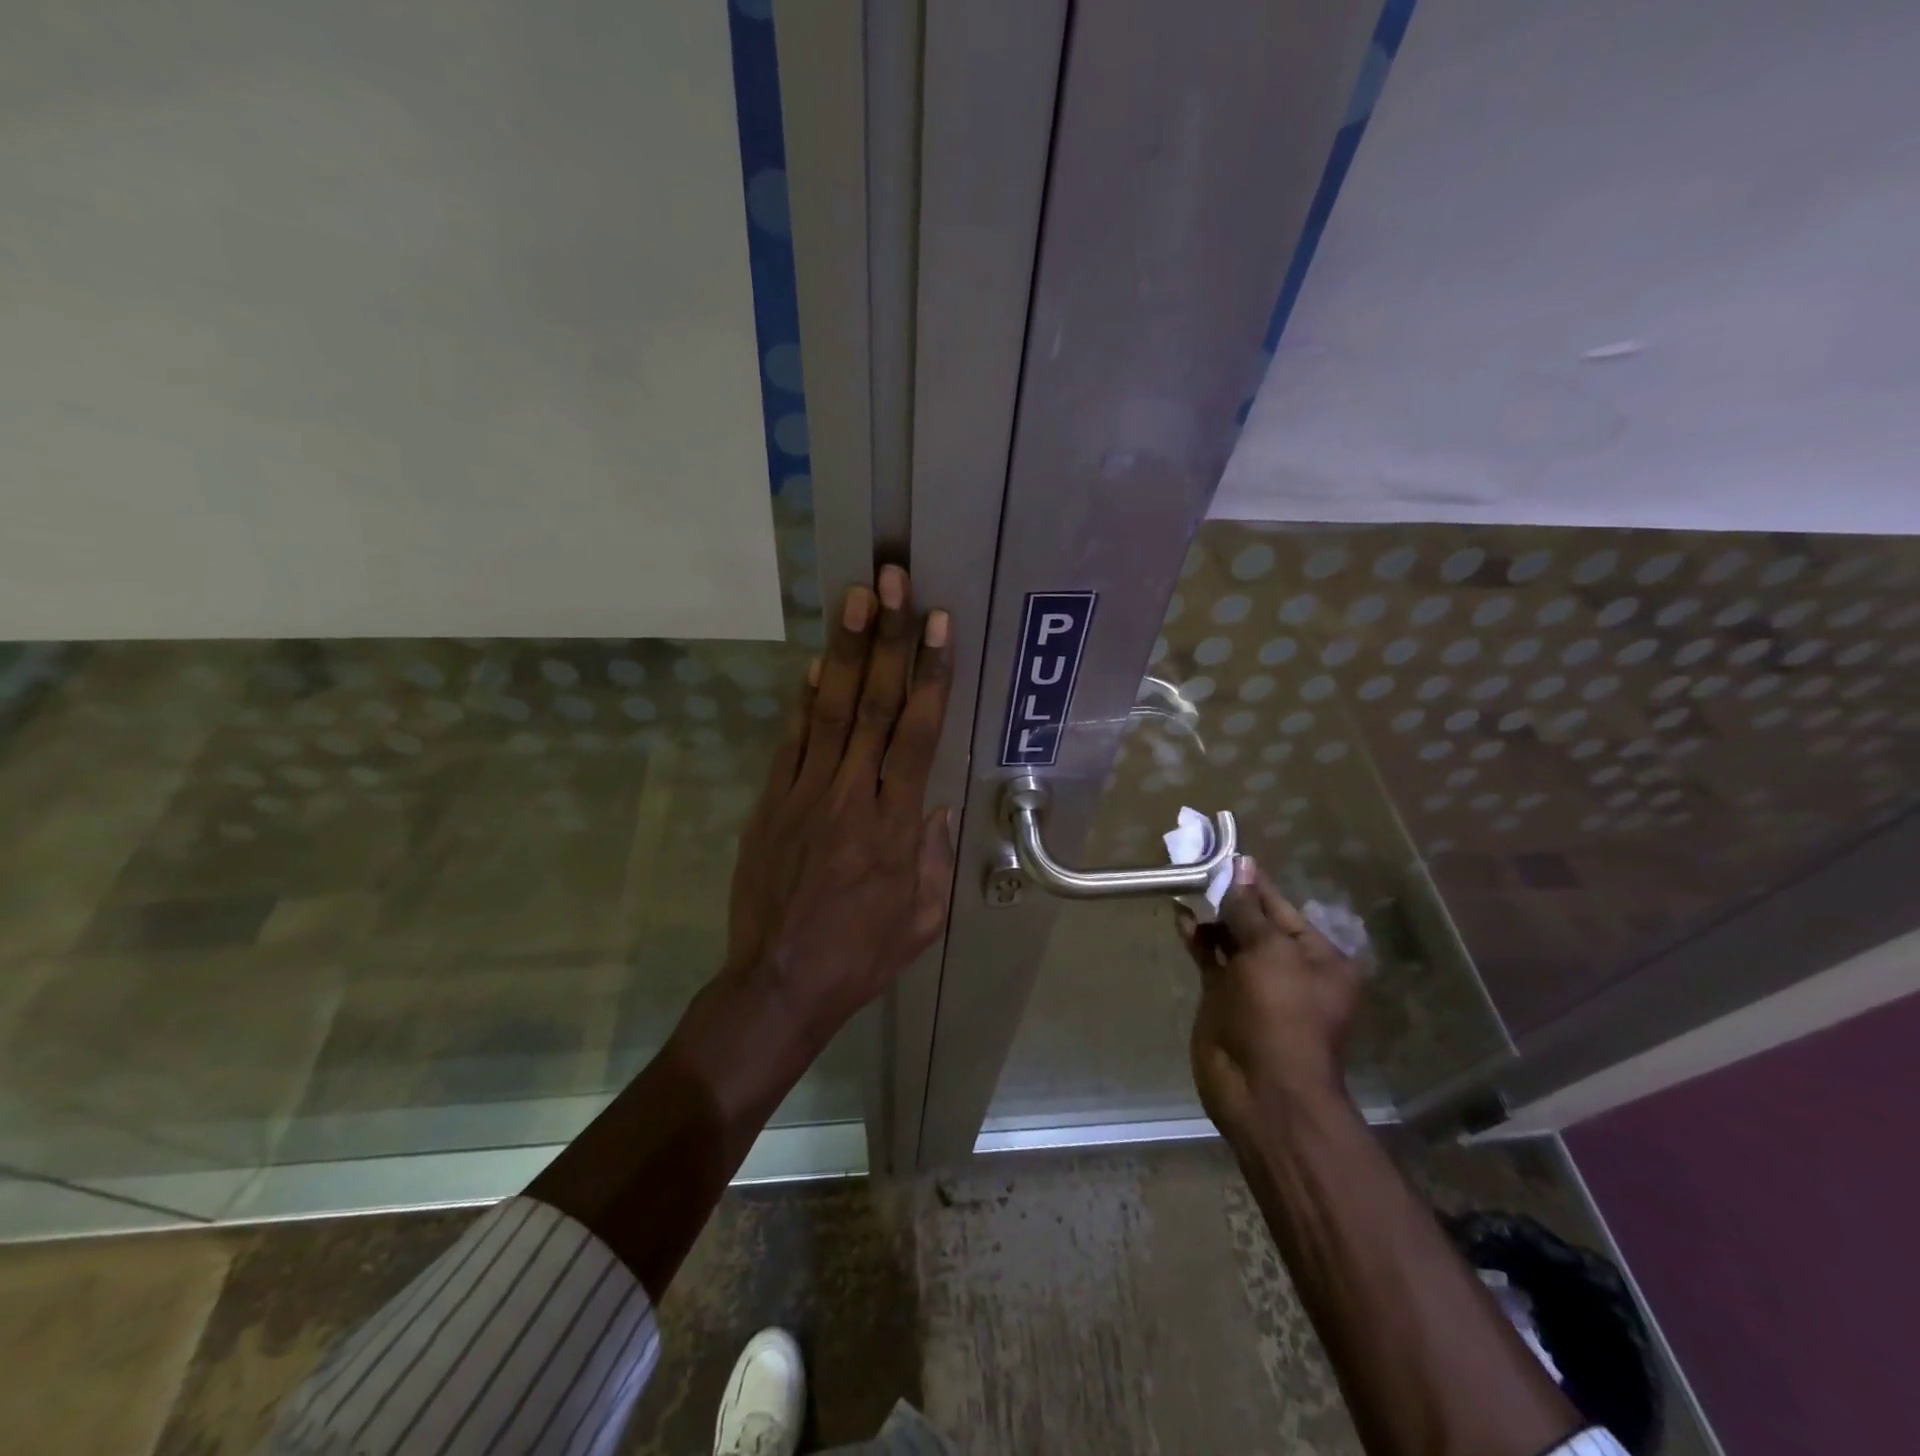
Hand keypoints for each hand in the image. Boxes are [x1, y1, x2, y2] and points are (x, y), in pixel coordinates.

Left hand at [722, 566, 954, 1048]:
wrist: (779, 983)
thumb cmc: (861, 955)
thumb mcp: (923, 918)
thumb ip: (936, 857)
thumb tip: (938, 807)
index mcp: (894, 826)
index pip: (916, 735)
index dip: (928, 675)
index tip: (938, 625)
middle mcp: (850, 797)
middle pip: (872, 706)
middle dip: (886, 639)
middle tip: (892, 583)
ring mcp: (804, 795)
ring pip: (829, 712)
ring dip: (843, 652)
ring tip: (855, 599)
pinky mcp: (770, 804)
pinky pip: (789, 743)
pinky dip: (802, 701)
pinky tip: (814, 666)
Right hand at [1176, 857, 1363, 1136]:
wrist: (1261, 1090)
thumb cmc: (1280, 1014)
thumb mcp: (1270, 953)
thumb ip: (1249, 910)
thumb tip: (1241, 868)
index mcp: (1318, 958)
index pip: (1282, 908)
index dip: (1256, 883)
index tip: (1229, 855)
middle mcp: (1289, 968)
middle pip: (1256, 922)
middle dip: (1230, 896)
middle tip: (1198, 863)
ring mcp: (1255, 984)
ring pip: (1230, 939)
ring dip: (1211, 914)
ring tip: (1186, 882)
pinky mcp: (1224, 998)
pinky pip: (1210, 959)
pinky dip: (1197, 938)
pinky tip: (1180, 915)